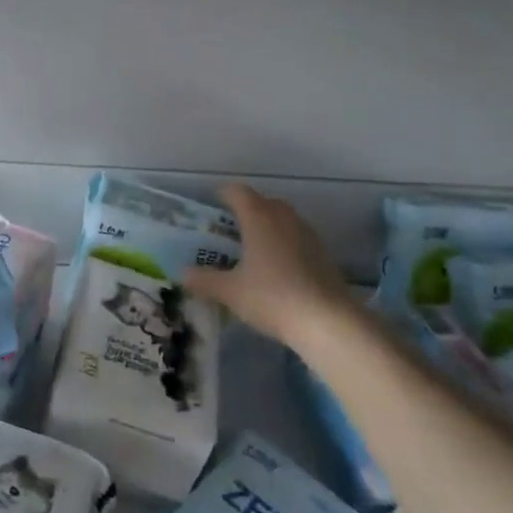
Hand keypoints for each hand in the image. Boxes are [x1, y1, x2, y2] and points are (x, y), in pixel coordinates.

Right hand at [184, 183, 356, 350]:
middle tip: (229, 231)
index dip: (223, 194)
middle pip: (263, 202)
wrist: (328, 321)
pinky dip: (284, 245)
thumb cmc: (272, 297)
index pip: (237, 191)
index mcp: (258, 217)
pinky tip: (277, 269)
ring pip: (283, 220)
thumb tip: (183, 273)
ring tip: (252, 250)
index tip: (212, 205)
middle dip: (246, 211)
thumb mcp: (230, 292)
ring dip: (267, 227)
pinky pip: (297, 238)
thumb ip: (204, 280)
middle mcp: (284, 217)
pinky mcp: (323, 254)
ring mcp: (308, 234)